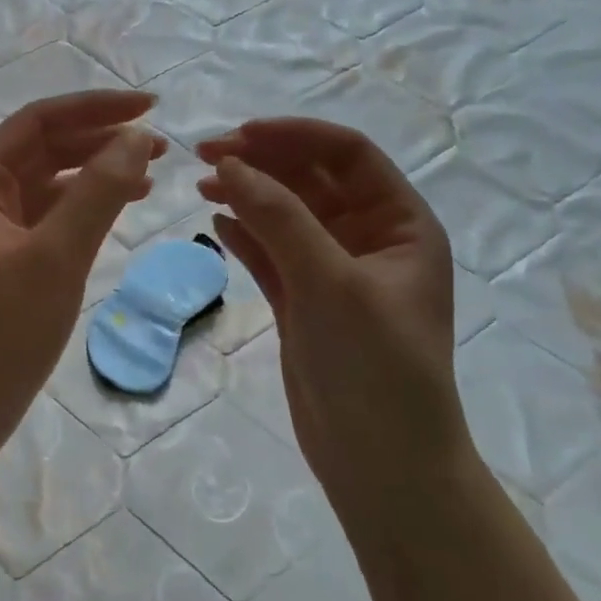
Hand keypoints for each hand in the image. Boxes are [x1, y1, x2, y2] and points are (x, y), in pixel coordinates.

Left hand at [0, 92, 164, 505]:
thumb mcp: (56, 257)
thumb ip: (99, 192)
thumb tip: (138, 137)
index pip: (39, 121)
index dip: (95, 108)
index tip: (151, 108)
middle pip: (43, 150)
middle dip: (99, 140)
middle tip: (161, 147)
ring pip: (47, 186)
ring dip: (94, 175)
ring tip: (150, 176)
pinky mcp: (0, 266)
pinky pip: (45, 221)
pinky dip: (80, 212)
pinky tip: (115, 213)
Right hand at [196, 118, 471, 534]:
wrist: (381, 465)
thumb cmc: (376, 367)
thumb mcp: (331, 283)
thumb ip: (280, 219)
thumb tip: (227, 164)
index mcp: (400, 224)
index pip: (347, 154)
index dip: (293, 135)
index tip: (237, 136)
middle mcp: (369, 239)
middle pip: (311, 179)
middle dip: (262, 162)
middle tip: (203, 157)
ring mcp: (333, 271)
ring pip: (286, 215)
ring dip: (247, 195)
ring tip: (200, 187)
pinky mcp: (303, 302)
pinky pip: (271, 253)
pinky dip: (244, 235)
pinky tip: (215, 224)